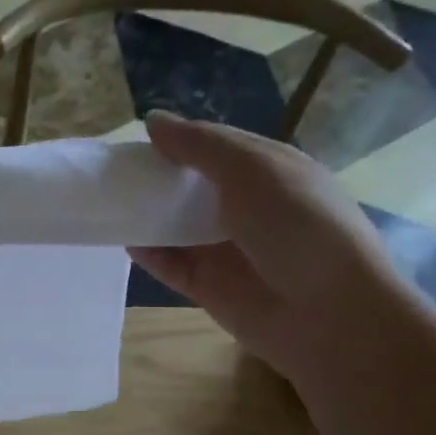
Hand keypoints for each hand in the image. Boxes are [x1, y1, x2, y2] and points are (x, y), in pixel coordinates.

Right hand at [130, 111, 430, 383]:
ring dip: (147, 214)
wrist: (329, 314)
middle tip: (113, 171)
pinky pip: (169, 264)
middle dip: (157, 178)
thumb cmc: (300, 227)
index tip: (136, 139)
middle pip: (192, 187)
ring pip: (176, 226)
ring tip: (106, 202)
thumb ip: (201, 145)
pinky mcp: (208, 286)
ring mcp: (226, 249)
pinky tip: (123, 240)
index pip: (215, 147)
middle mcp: (247, 207)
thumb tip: (152, 120)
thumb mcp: (254, 170)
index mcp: (269, 171)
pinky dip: (147, 253)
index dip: (179, 140)